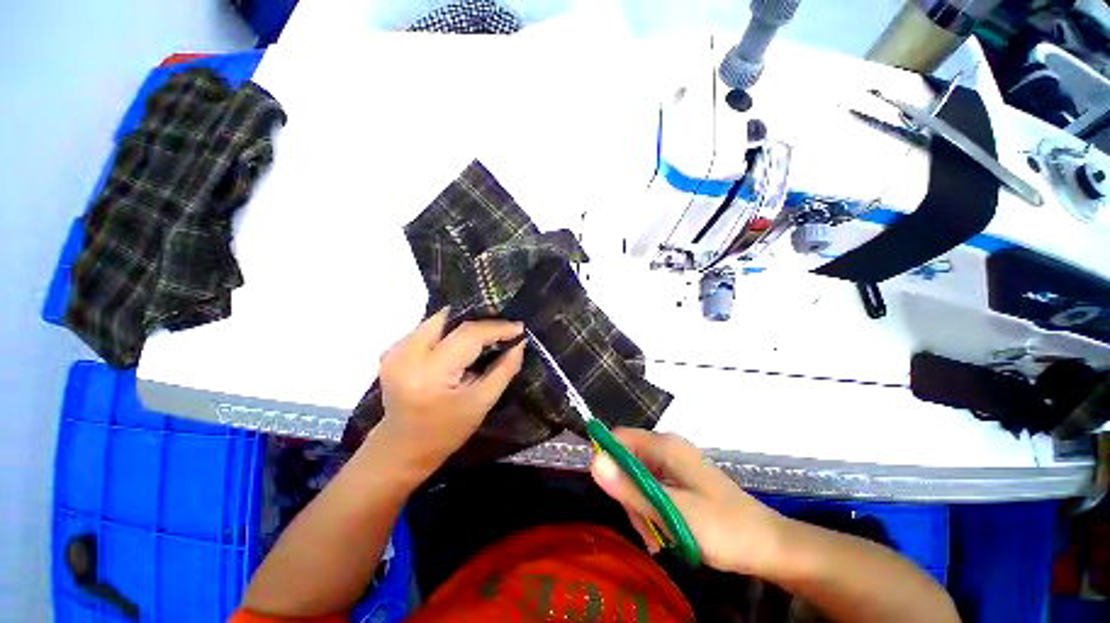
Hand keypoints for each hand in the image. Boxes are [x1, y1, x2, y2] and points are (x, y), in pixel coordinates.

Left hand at [374, 307, 524, 475]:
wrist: (402, 449)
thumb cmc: (446, 432)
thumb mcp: (482, 403)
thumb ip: (504, 369)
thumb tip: (520, 342)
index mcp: (430, 374)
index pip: (468, 335)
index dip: (496, 328)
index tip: (519, 328)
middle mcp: (406, 355)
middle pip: (449, 319)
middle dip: (479, 319)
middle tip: (502, 327)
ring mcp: (395, 351)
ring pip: (438, 320)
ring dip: (463, 324)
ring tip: (487, 333)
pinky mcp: (392, 351)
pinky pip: (427, 328)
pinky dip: (449, 330)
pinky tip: (462, 342)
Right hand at [591, 428, 787, 575]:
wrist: (769, 547)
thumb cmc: (723, 529)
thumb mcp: (672, 513)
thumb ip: (631, 489)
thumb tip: (593, 461)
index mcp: (665, 446)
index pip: (619, 438)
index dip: (607, 460)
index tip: (611, 494)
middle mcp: (667, 449)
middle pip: (627, 460)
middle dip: (627, 493)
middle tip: (643, 526)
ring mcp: (675, 465)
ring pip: (638, 478)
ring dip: (639, 507)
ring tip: (655, 538)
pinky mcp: (681, 480)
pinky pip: (653, 488)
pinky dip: (652, 510)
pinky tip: (662, 535)